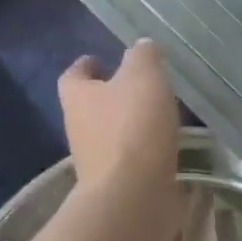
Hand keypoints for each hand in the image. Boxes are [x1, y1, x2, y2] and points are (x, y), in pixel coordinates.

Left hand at [57, 41, 179, 197]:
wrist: (133, 194)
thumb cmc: (133, 126)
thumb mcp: (143, 76)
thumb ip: (143, 56)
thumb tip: (141, 45)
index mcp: (79, 97)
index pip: (74, 75)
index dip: (85, 65)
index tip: (99, 58)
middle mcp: (79, 127)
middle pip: (90, 105)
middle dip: (110, 95)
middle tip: (138, 84)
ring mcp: (96, 159)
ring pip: (111, 132)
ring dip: (129, 123)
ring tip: (159, 113)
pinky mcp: (117, 182)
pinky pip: (130, 157)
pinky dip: (144, 148)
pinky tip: (167, 143)